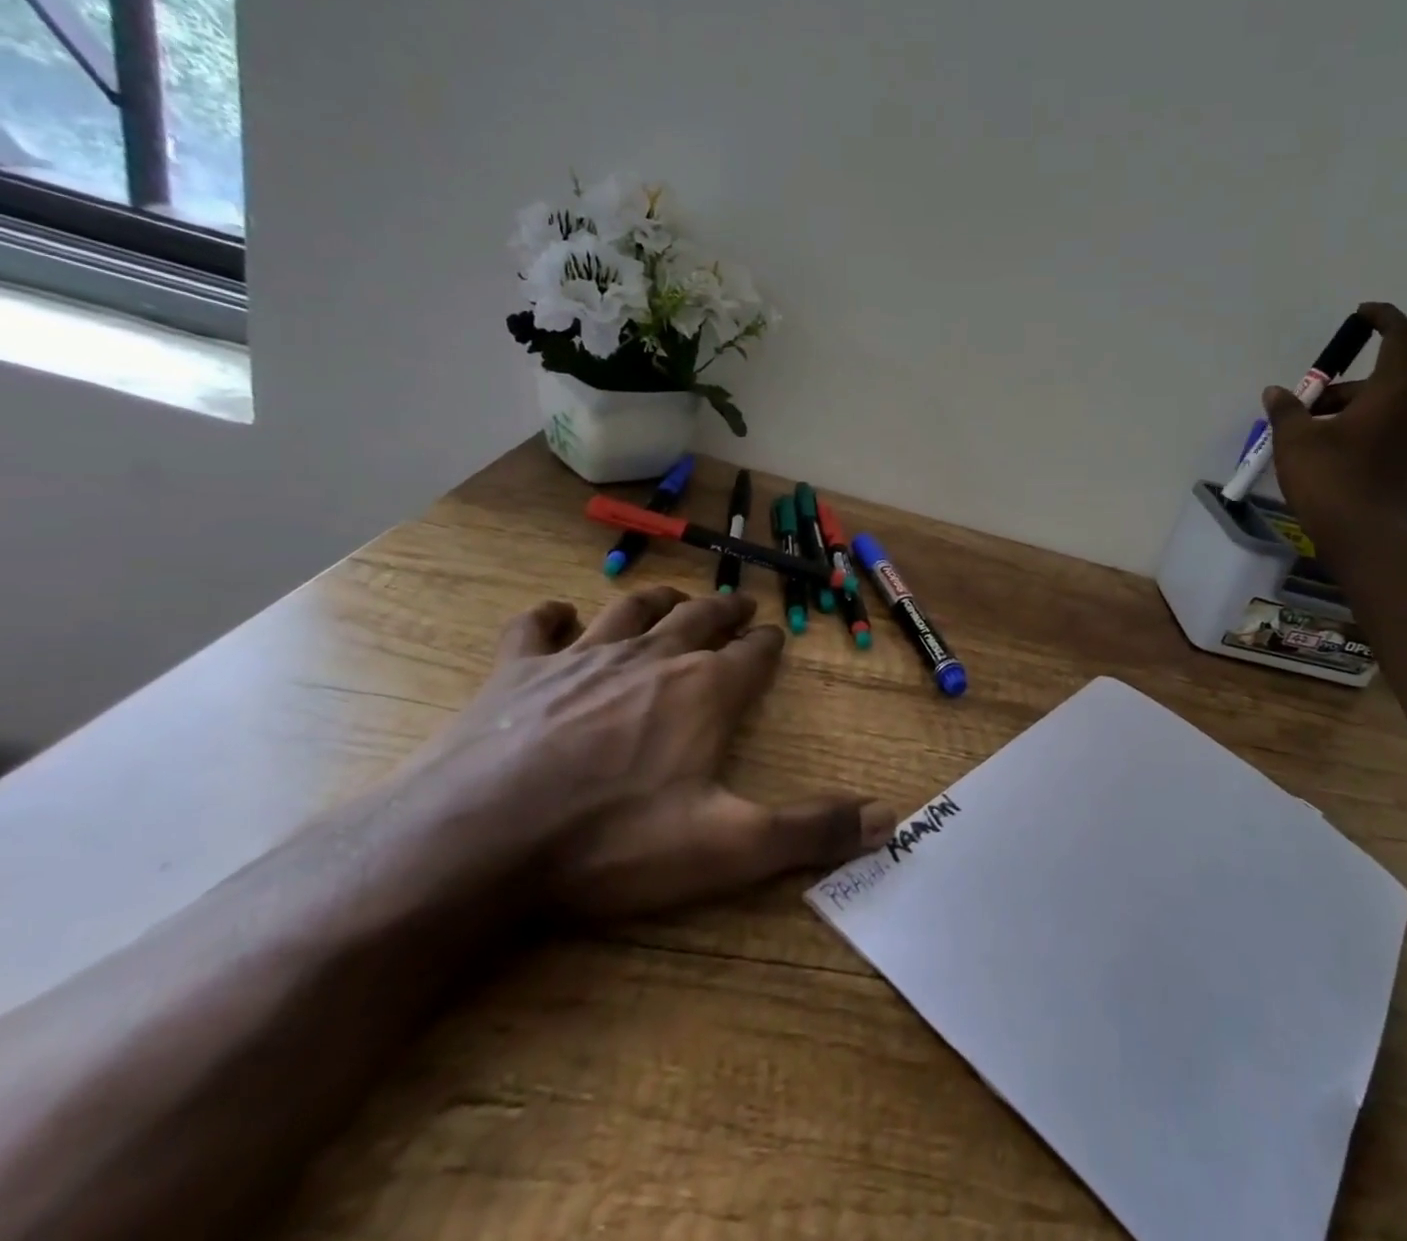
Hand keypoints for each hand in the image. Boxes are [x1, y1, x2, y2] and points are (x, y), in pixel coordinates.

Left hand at [418, 588, 892, 921]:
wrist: (477, 842)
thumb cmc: (612, 842)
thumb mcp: (727, 848)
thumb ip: (810, 830)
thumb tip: (891, 819)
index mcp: (703, 692)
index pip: (751, 654)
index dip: (766, 645)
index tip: (774, 638)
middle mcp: (651, 659)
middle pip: (699, 617)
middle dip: (725, 610)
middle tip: (739, 604)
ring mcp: (580, 659)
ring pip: (630, 609)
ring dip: (658, 599)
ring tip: (673, 597)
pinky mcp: (516, 671)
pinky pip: (537, 627)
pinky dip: (551, 617)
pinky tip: (558, 616)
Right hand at [1264, 302, 1406, 548]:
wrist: (1364, 541)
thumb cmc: (1329, 480)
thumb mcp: (1295, 440)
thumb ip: (1287, 410)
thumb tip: (1277, 392)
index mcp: (1394, 395)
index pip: (1402, 339)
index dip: (1384, 319)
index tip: (1361, 315)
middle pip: (1378, 385)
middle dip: (1338, 392)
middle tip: (1301, 413)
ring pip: (1381, 415)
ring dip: (1347, 418)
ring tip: (1308, 444)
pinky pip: (1384, 441)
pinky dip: (1359, 440)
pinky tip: (1329, 464)